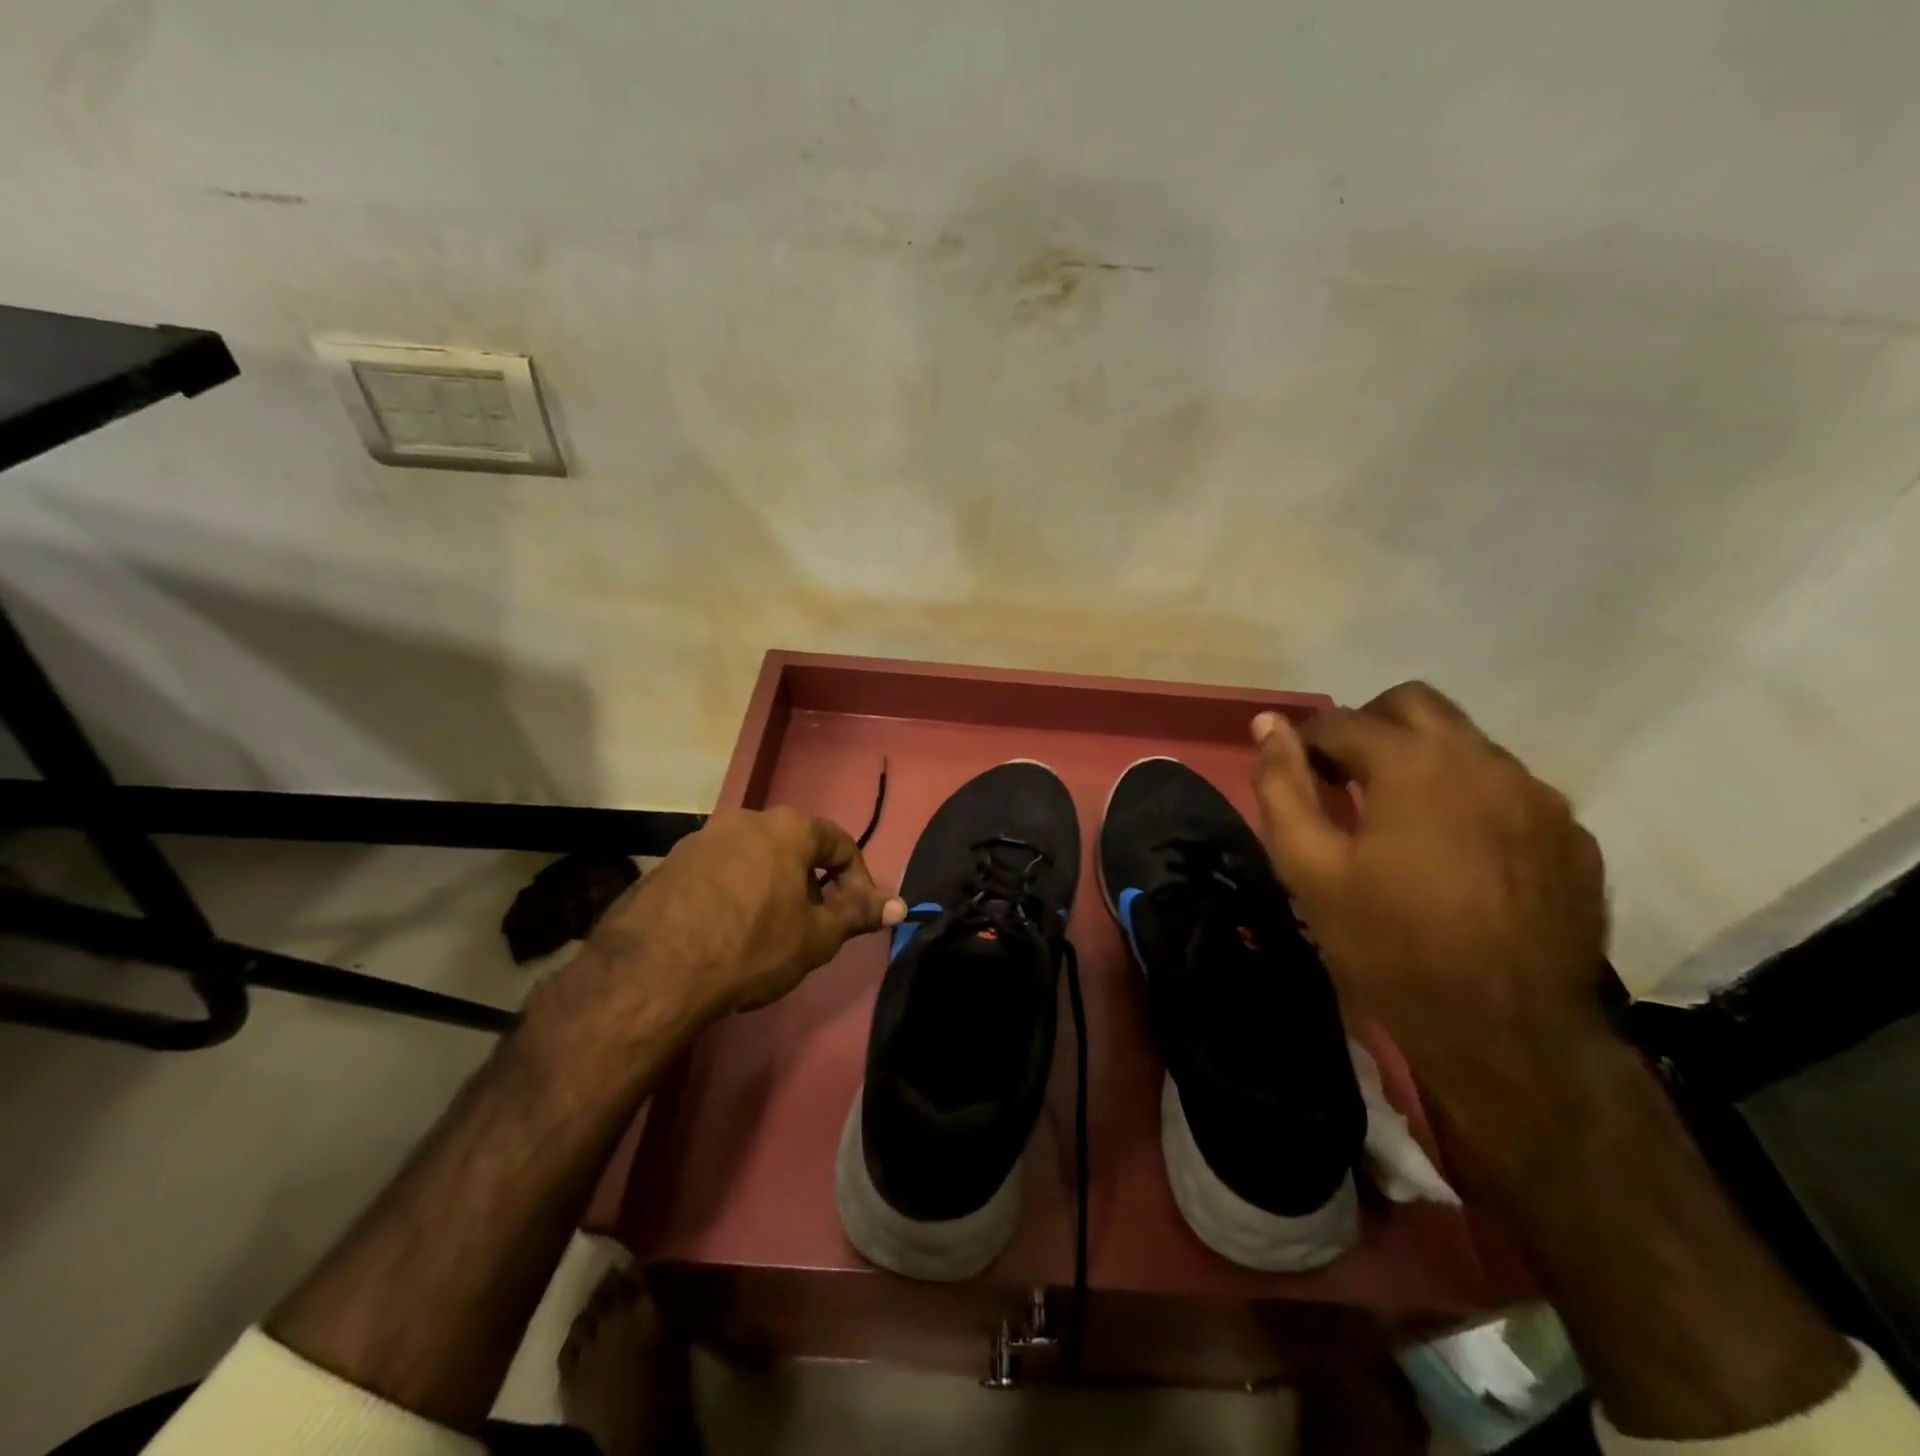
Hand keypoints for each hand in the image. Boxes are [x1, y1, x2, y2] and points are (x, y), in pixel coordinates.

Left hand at [582, 807, 906, 1025]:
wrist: (653, 971)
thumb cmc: (752, 946)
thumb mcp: (816, 937)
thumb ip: (859, 914)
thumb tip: (900, 905)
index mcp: (788, 828)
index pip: (841, 844)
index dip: (859, 881)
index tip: (857, 917)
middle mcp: (745, 820)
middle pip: (796, 848)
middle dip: (813, 885)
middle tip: (812, 927)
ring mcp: (702, 838)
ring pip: (755, 859)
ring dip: (771, 888)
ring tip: (767, 934)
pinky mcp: (669, 863)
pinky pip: (718, 873)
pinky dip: (733, 895)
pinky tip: (724, 934)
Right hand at [1249, 682, 1609, 1100]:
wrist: (1508, 1034)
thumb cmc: (1390, 946)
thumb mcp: (1310, 868)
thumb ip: (1282, 786)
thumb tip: (1267, 724)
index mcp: (1414, 765)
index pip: (1344, 721)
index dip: (1307, 740)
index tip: (1294, 771)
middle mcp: (1485, 762)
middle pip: (1416, 704)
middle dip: (1368, 726)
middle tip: (1343, 777)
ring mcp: (1540, 797)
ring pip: (1468, 744)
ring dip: (1422, 760)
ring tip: (1399, 818)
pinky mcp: (1573, 836)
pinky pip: (1509, 791)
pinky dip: (1470, 798)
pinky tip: (1457, 853)